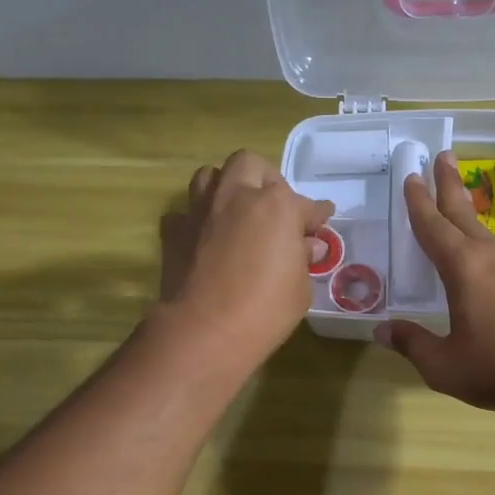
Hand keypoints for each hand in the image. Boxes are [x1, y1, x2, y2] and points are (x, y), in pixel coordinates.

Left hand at [157, 149, 334, 369]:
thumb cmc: (266, 310)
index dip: (316, 214)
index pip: (305, 203)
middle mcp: (236, 196)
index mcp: (276, 206)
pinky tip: (204, 237)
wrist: (206, 330)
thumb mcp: (300, 287)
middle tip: (273, 205)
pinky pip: (184, 213)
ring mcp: (200, 210)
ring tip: (235, 210)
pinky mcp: (174, 231)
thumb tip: (307, 245)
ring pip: (209, 175)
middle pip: (249, 164)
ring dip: (225, 187)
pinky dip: (195, 221)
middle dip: (264, 179)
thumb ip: (303, 258)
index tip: (321, 221)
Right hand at [376, 150, 494, 413]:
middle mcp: (489, 256)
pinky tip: (478, 250)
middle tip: (442, 155)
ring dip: (465, 209)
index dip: (418, 202)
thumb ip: (412, 343)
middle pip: (462, 212)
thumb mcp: (444, 365)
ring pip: (482, 229)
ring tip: (456, 196)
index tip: (410, 176)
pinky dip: (478, 237)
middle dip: (448, 184)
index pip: (433, 226)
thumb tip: (382, 330)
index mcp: (463, 268)